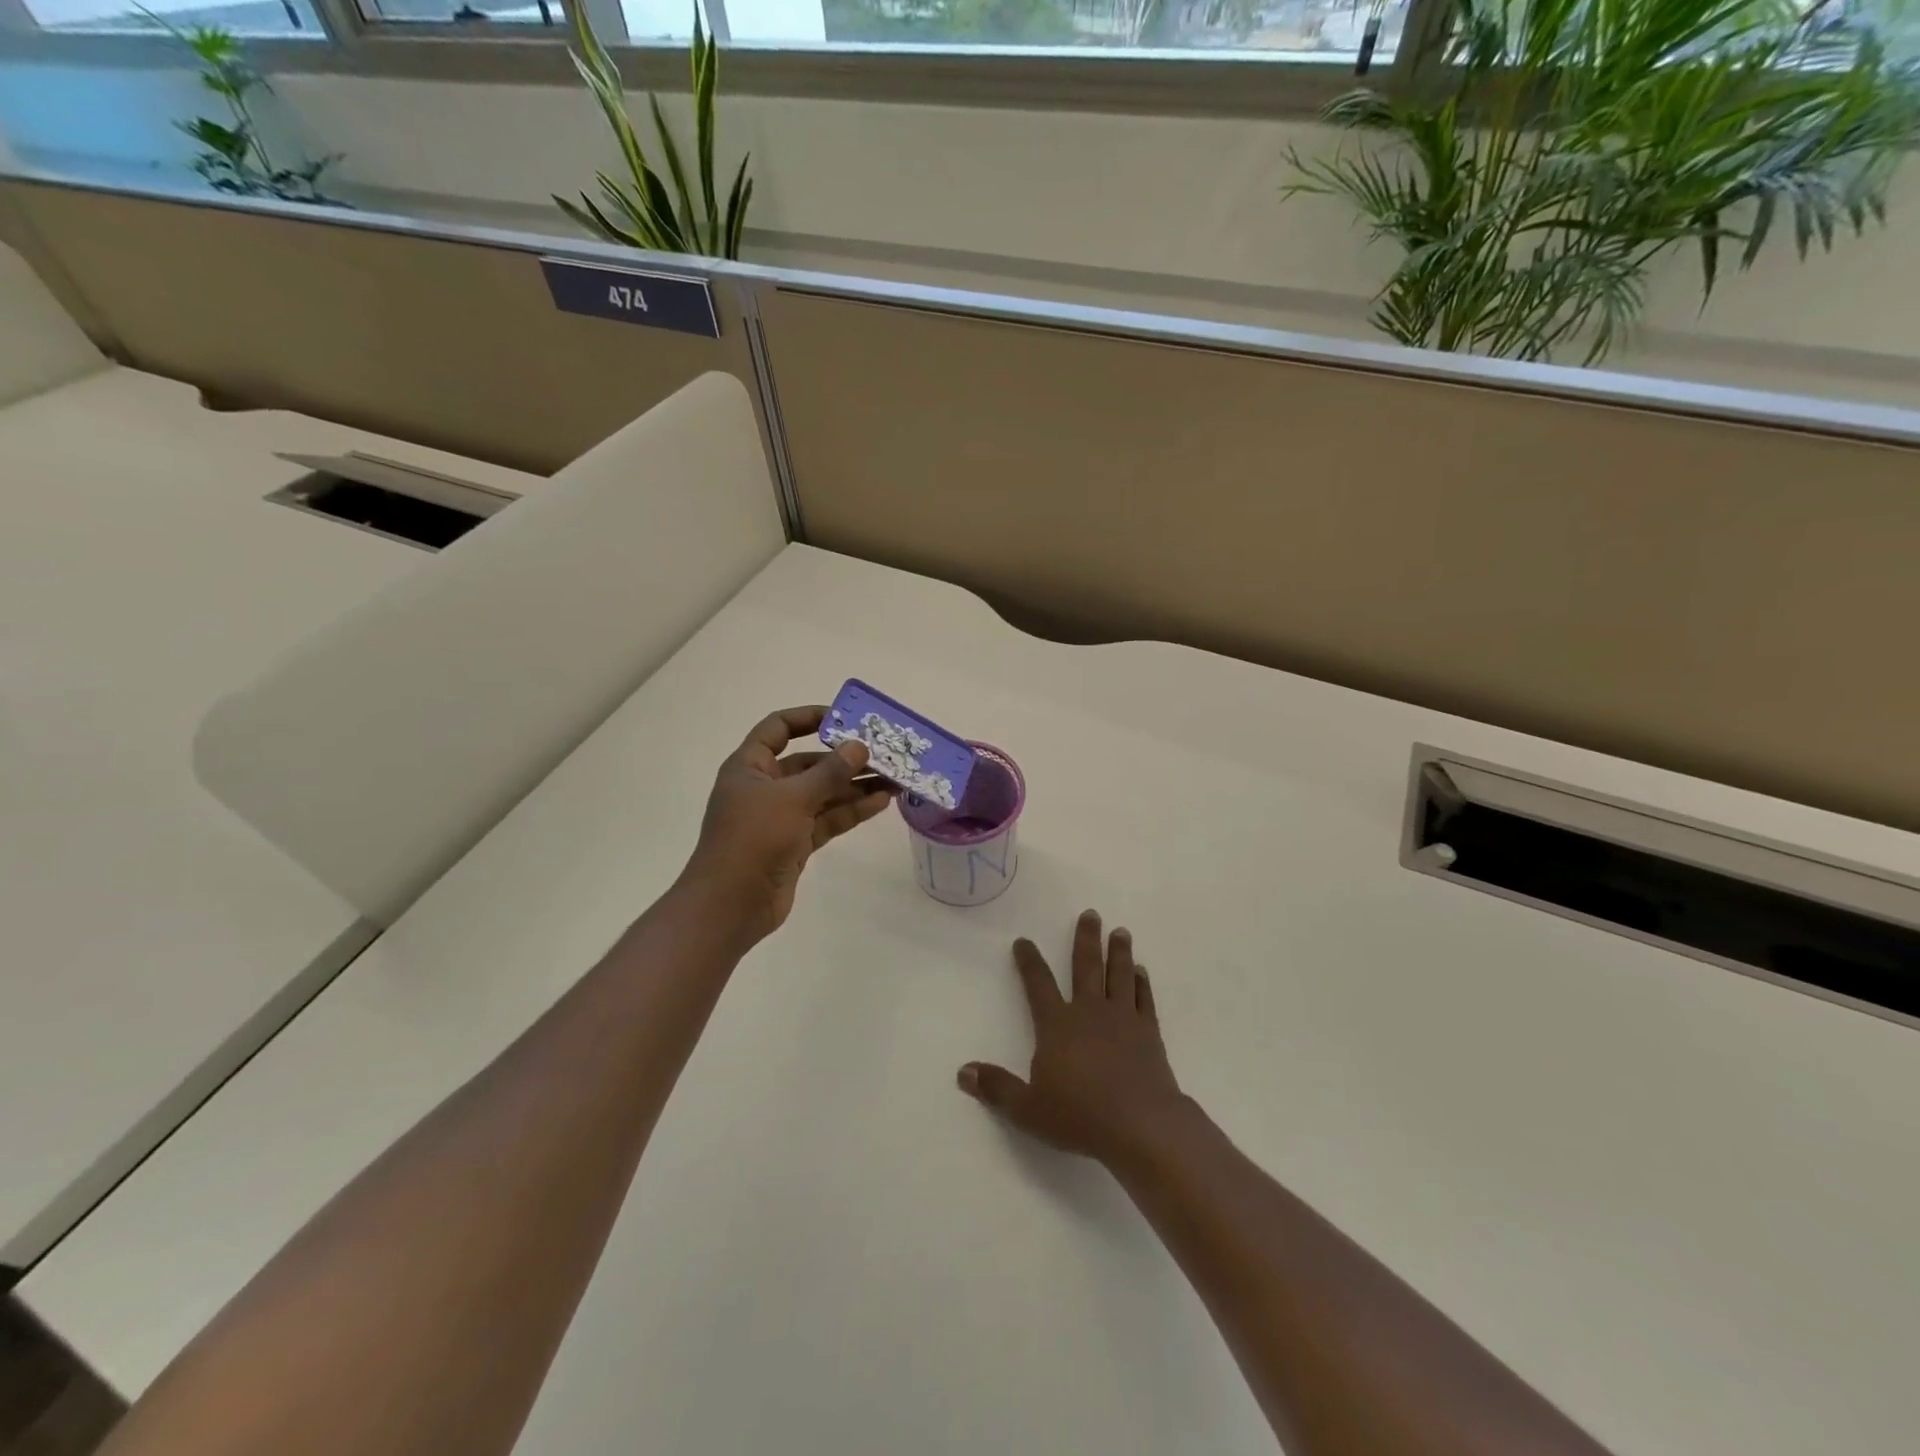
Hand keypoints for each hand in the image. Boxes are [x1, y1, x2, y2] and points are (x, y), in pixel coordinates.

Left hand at [681, 706, 893, 938]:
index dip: (808, 717)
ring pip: (824, 793)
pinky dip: (852, 810)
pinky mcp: (796, 843)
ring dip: (856, 785)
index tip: (844, 717)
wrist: (731, 905)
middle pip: (809, 763)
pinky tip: (882, 802)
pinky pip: (828, 819)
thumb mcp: (792, 798)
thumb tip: (859, 746)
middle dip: (845, 758)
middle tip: (883, 753)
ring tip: (894, 777)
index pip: (778, 728)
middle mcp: (765, 787)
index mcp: (750, 766)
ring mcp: (781, 817)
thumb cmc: (753, 839)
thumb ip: (829, 772)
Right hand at [958, 909, 1190, 1170]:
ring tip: (1120, 931)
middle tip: (1091, 914)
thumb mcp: (1028, 1109)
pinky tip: (1141, 972)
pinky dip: (1142, 983)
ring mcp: (1123, 1019)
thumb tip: (962, 1072)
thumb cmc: (1080, 1116)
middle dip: (1086, 938)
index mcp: (1057, 1025)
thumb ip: (996, 1088)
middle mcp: (1089, 1012)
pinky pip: (1145, 1000)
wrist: (1142, 1126)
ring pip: (1119, 975)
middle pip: (1086, 967)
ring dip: (1118, 952)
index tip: (1023, 941)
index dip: (1029, 961)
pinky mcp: (1149, 1034)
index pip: (1038, 984)